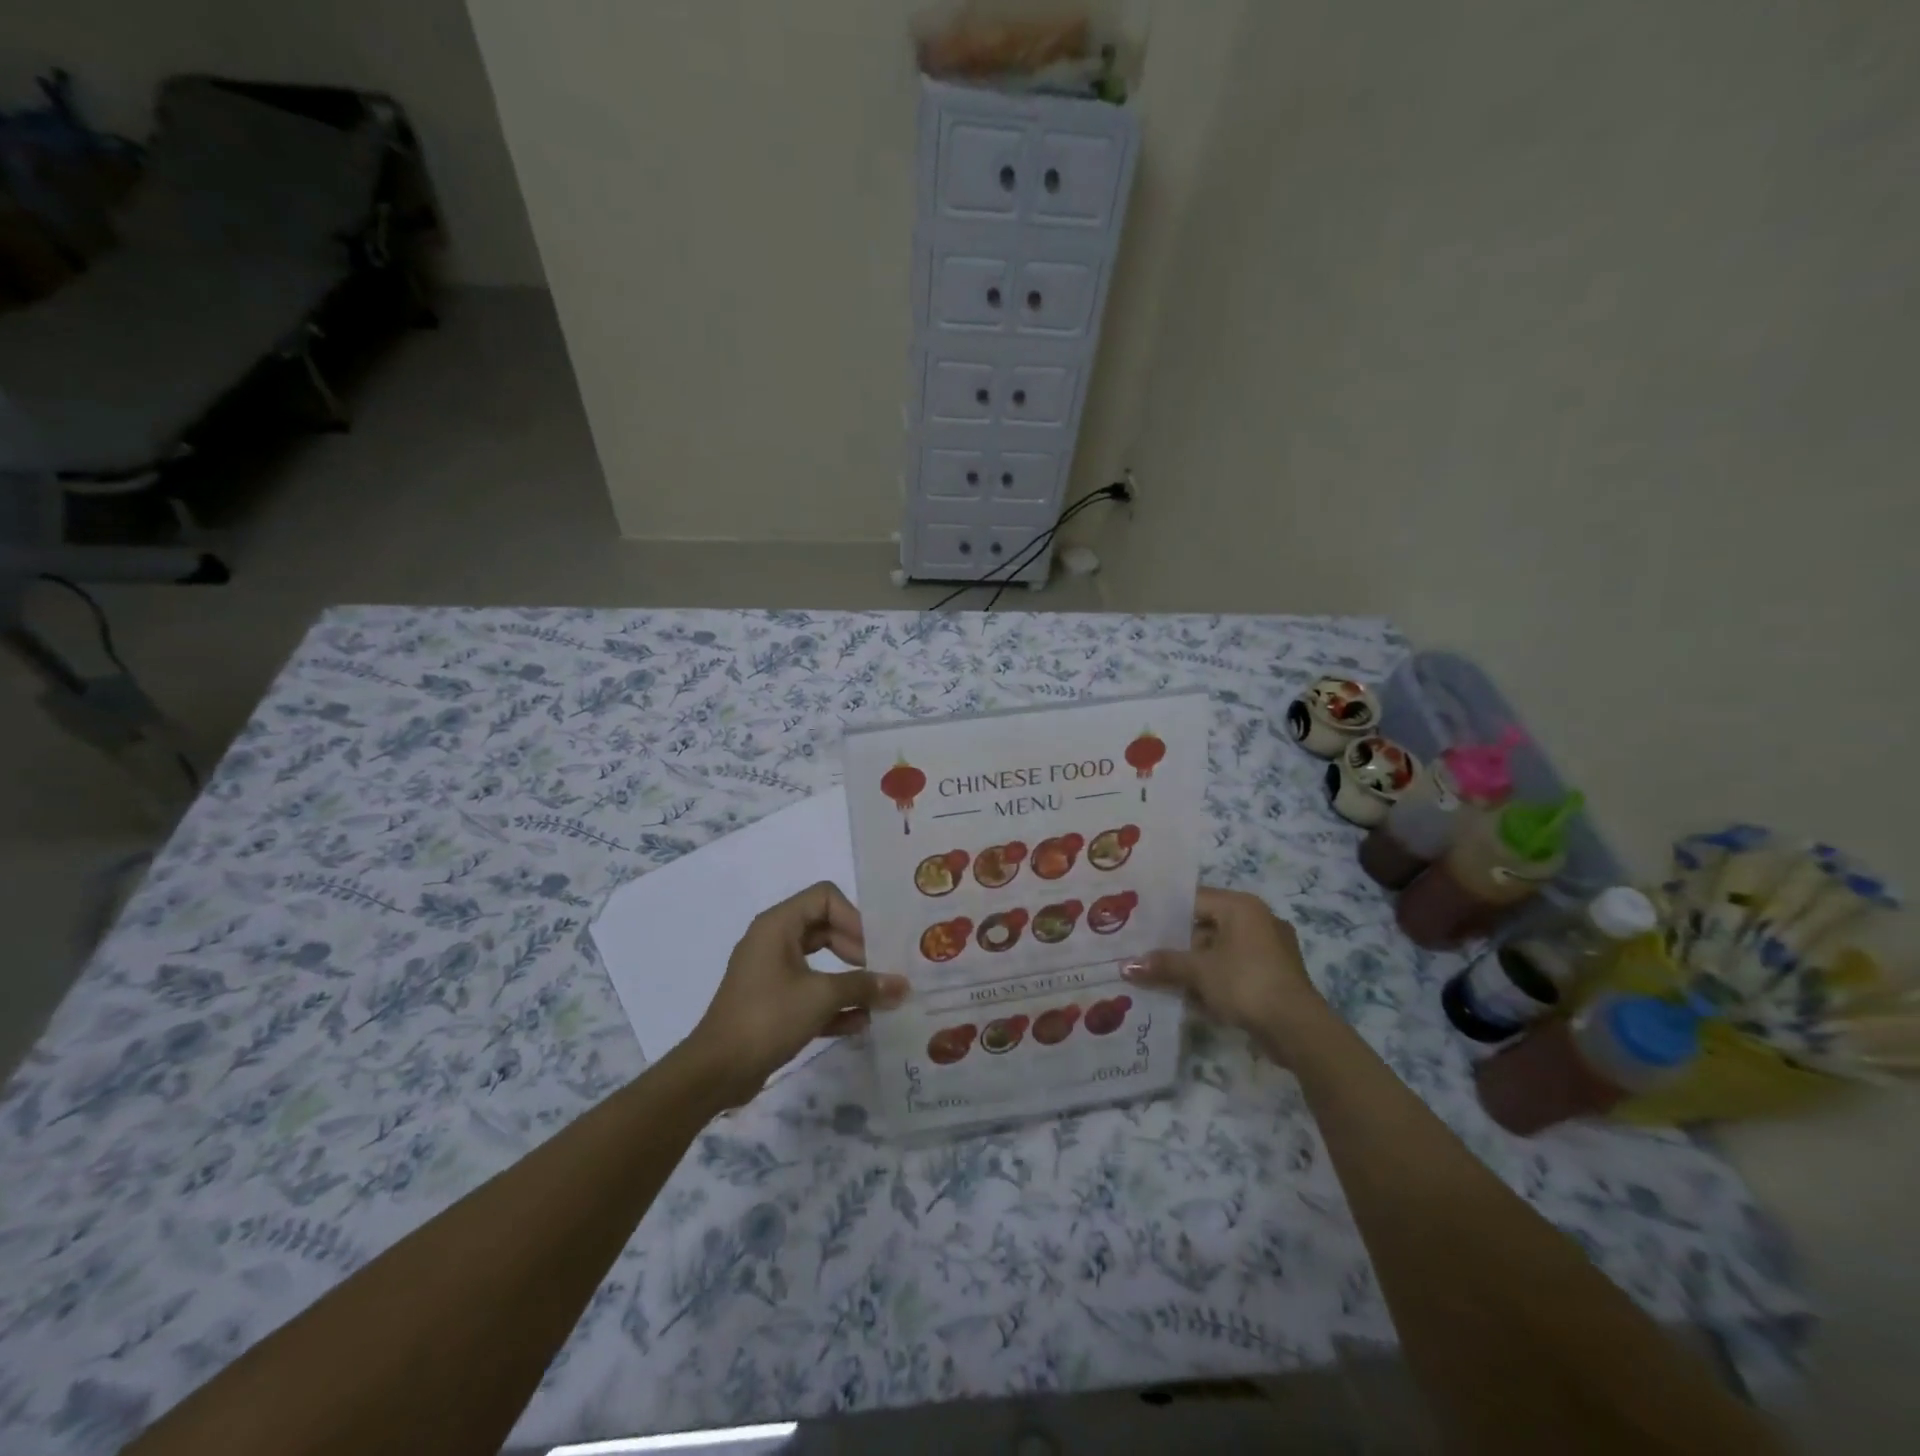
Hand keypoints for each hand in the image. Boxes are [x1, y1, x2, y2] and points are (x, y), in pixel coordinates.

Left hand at [683, 882, 908, 1106]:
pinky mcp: (772, 1003)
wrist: (715, 1072)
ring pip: (820, 962)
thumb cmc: (767, 1017)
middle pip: (826, 928)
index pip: (825, 897)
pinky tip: (861, 1022)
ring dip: (849, 979)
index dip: (854, 917)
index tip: (874, 947)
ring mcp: (771, 973)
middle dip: (856, 949)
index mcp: (778, 925)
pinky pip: (810, 992)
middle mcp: (774, 941)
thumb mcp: (821, 997)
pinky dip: (833, 1003)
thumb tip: (903, 986)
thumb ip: (864, 986)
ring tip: (879, 998)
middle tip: (881, 971)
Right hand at [1124, 887, 1328, 1060]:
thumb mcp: (1199, 971)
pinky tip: (1192, 996)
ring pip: (1220, 950)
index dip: (1165, 913)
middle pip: (1206, 925)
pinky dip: (1215, 979)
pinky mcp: (1274, 975)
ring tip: (1162, 977)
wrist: (1298, 1029)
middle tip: (1146, 953)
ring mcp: (1270, 948)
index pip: (1194, 899)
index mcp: (1241, 906)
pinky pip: (1235, 968)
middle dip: (1178, 944)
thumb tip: (1126, 967)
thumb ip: (1163, 964)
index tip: (1140, 925)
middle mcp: (1258, 919)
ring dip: (1195, 965)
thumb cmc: (1246, 983)